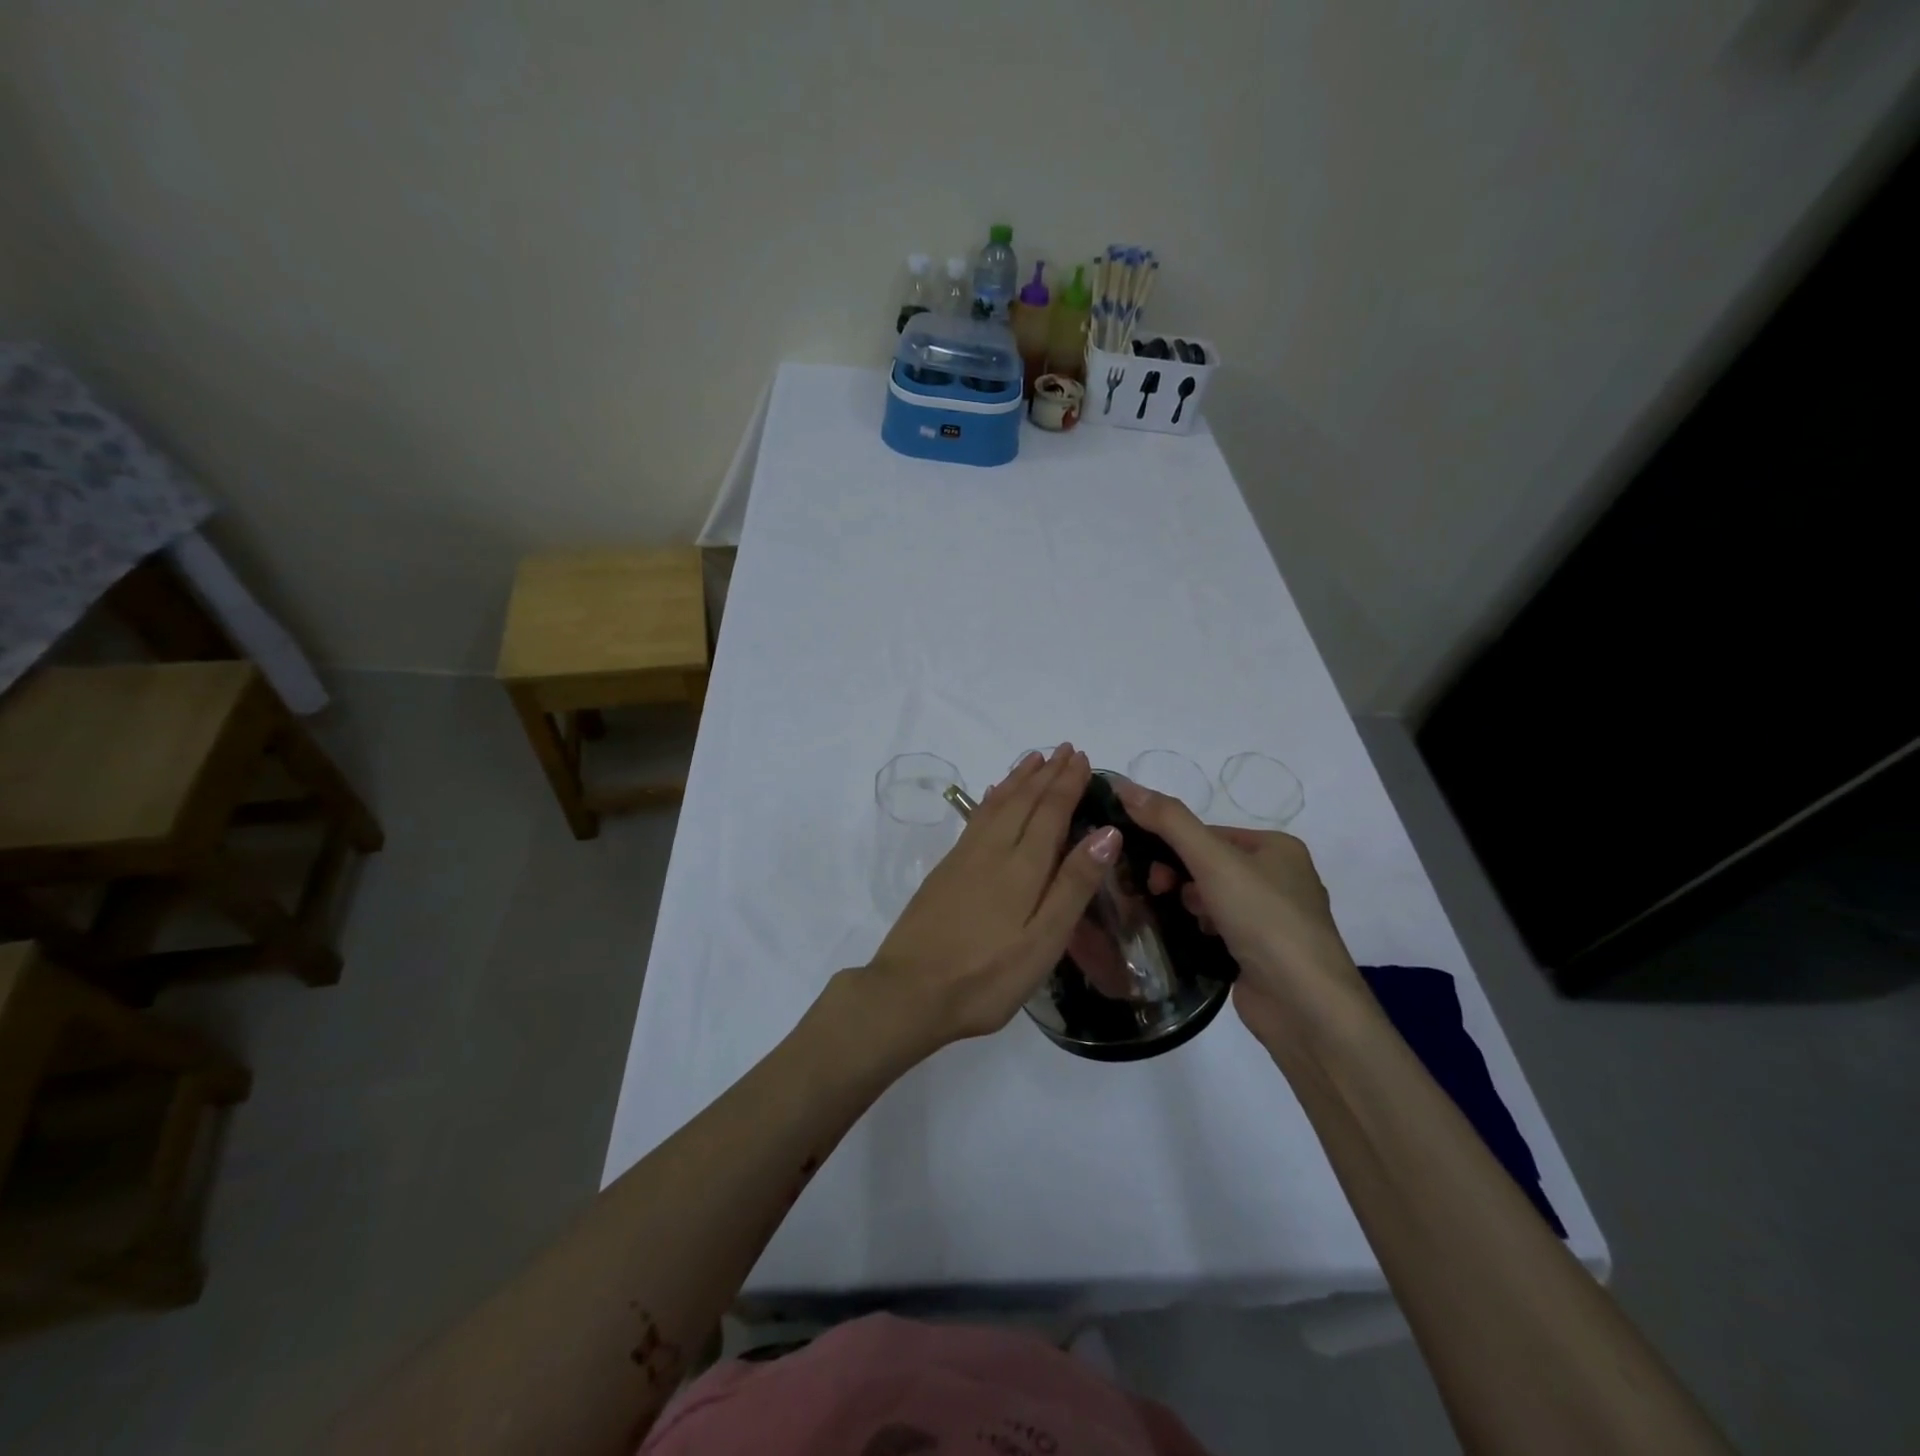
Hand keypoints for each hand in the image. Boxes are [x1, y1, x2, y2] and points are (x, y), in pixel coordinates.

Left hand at [852, 745, 1120, 1060]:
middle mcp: (992, 851)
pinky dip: (990, 799)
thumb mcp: (1043, 942)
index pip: (1050, 812)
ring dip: (1017, 779)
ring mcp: (964, 859)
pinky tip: (992, 796)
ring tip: (1032, 759)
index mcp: (1022, 867)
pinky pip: (976, 819)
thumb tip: (1106, 833)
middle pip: (1023, 801)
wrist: (908, 992)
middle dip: (1046, 773)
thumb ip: (1073, 886)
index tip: (1081, 757)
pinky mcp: (945, 871)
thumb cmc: (986, 977)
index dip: (1067, 783)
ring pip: (996, 805)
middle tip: (1064, 749)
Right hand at [1114, 778, 1365, 1049]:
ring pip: (1211, 897)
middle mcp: (1280, 878)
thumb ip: (1168, 821)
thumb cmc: (1264, 920)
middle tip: (1157, 891)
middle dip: (1179, 875)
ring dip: (1189, 904)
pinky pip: (1218, 928)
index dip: (1173, 843)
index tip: (1147, 864)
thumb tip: (1122, 784)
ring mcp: (1272, 920)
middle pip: (1209, 863)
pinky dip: (1200, 930)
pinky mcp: (1261, 954)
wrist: (1305, 1007)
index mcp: (1277, 847)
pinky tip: (1190, 940)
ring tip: (1181, 919)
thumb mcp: (1213, 861)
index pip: (1209, 832)